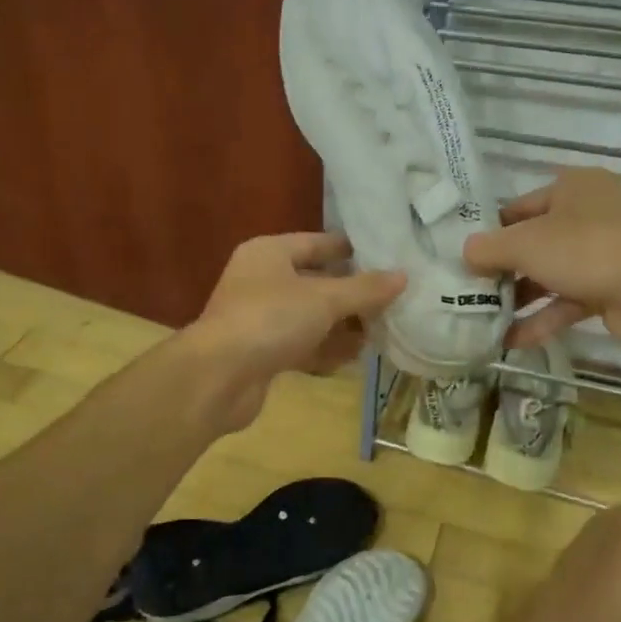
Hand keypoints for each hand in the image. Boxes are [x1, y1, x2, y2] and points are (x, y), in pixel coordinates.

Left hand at [183, 232, 405, 432]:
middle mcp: (262, 280)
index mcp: (269, 253)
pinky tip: (352, 358)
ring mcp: (260, 318)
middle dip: (352, 295)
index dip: (352, 250)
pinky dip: (324, 350)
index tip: (387, 257)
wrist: (218, 377)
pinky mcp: (261, 353)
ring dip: (342, 326)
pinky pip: (301, 345)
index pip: (318, 243)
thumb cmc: (270, 320)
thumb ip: (365, 289)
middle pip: (316, 282)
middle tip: (392, 301)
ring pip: (310, 317)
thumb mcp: (324, 299)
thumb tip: (403, 276)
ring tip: (380, 332)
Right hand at [462, 168, 620, 352]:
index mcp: (573, 187)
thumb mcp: (524, 244)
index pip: (519, 207)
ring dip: (519, 297)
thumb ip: (488, 248)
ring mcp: (602, 252)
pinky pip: (567, 300)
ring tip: (484, 318)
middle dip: (503, 269)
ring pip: (550, 273)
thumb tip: (465, 253)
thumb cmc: (584, 250)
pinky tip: (510, 340)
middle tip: (470, 290)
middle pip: (533, 241)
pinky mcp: (609, 287)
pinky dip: (541, 317)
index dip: (490, 231)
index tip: (465, 257)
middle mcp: (589, 214)